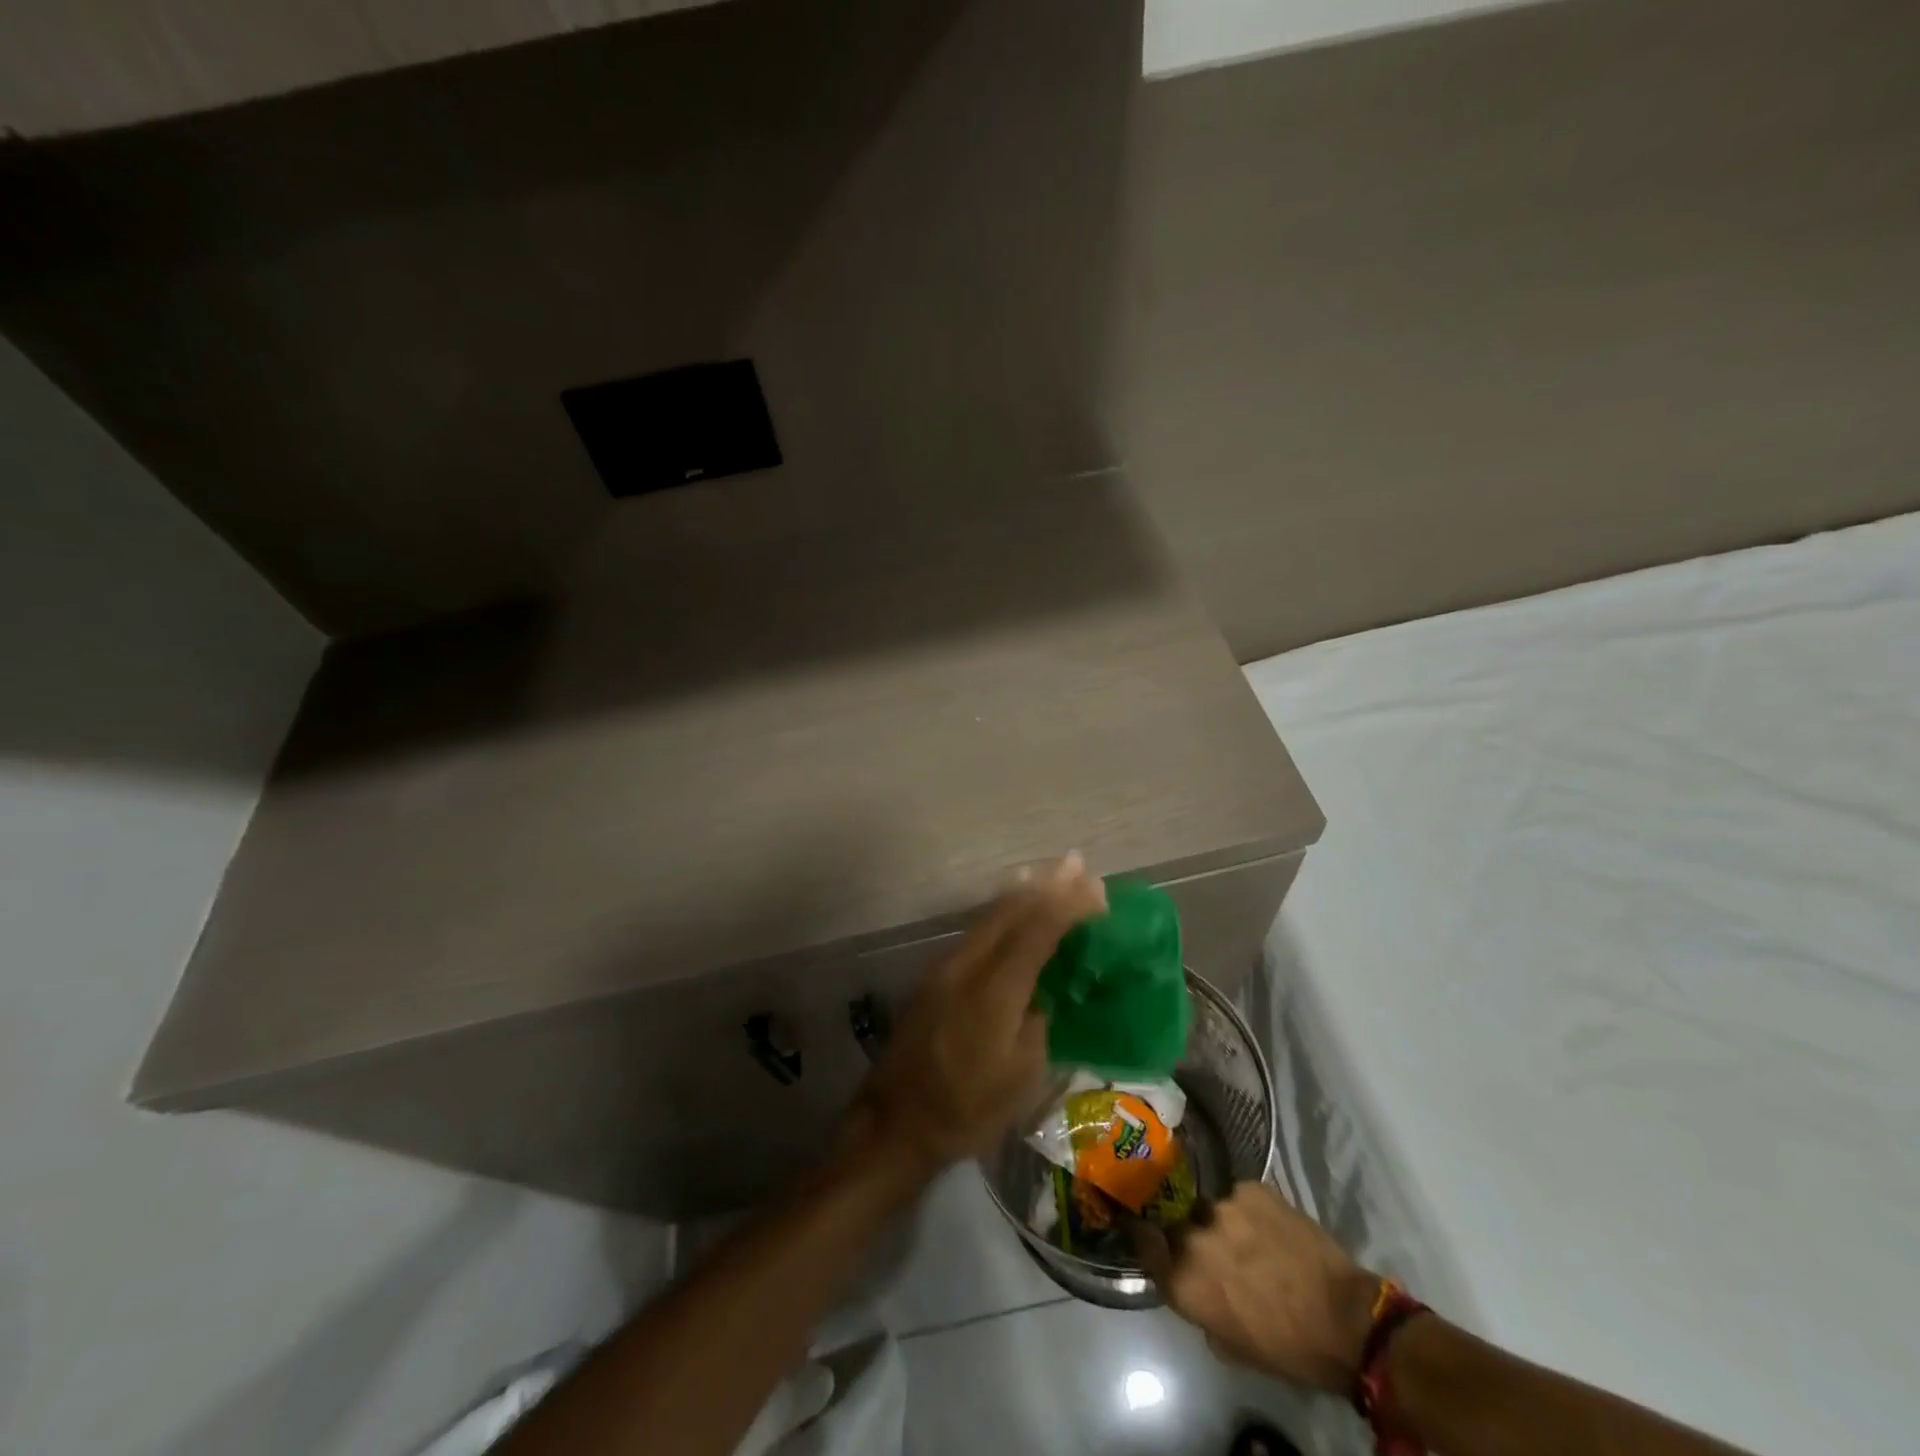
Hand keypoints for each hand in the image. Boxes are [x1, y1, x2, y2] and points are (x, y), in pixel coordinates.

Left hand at [843, 854, 1105, 1182]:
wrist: (895, 1122)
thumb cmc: (967, 1109)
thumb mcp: (1021, 1075)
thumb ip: (1038, 1022)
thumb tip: (1043, 993)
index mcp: (995, 990)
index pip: (1037, 932)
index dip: (1068, 906)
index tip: (1095, 888)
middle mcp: (968, 965)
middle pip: (1010, 911)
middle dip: (1047, 885)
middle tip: (1077, 863)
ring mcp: (945, 966)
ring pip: (989, 915)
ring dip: (1022, 893)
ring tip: (1049, 873)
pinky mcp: (934, 975)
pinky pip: (976, 930)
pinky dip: (1001, 912)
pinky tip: (1012, 905)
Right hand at [1129, 1182, 1379, 1392]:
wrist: (1344, 1320)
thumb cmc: (1286, 1348)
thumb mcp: (1229, 1344)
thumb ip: (1198, 1305)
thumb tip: (1192, 1282)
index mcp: (1184, 1279)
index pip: (1142, 1239)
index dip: (1141, 1232)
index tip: (1143, 1228)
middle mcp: (1194, 1236)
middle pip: (1176, 1220)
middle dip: (1186, 1229)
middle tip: (1210, 1245)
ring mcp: (1223, 1205)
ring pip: (1210, 1206)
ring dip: (1221, 1221)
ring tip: (1247, 1237)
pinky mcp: (1251, 1187)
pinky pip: (1239, 1195)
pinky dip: (1248, 1210)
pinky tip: (1268, 1226)